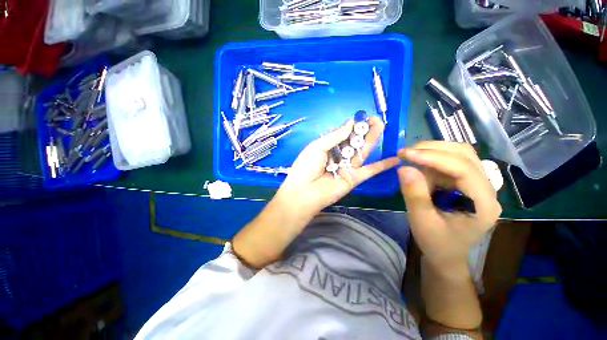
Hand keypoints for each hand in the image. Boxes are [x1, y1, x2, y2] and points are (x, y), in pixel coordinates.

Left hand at [274, 117, 399, 219]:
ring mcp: (347, 168)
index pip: (341, 135)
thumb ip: (335, 136)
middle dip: (364, 130)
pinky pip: (369, 171)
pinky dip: (382, 166)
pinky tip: (395, 159)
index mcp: (326, 148)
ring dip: (372, 140)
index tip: (361, 117)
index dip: (351, 126)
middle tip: (376, 119)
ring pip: (362, 152)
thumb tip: (350, 123)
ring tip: (382, 126)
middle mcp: (338, 157)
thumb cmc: (306, 167)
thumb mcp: (317, 147)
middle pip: (353, 142)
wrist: (304, 193)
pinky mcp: (354, 179)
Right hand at [397, 141, 501, 266]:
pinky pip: (450, 162)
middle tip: (405, 153)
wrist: (446, 254)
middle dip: (432, 149)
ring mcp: (477, 184)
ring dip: (432, 152)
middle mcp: (486, 188)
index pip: (463, 168)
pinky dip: (431, 160)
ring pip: (458, 154)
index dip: (433, 157)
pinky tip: (418, 167)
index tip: (405, 155)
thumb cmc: (437, 243)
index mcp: (483, 203)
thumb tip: (403, 168)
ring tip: (410, 158)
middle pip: (464, 155)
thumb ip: (414, 195)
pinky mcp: (465, 182)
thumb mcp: (422, 222)